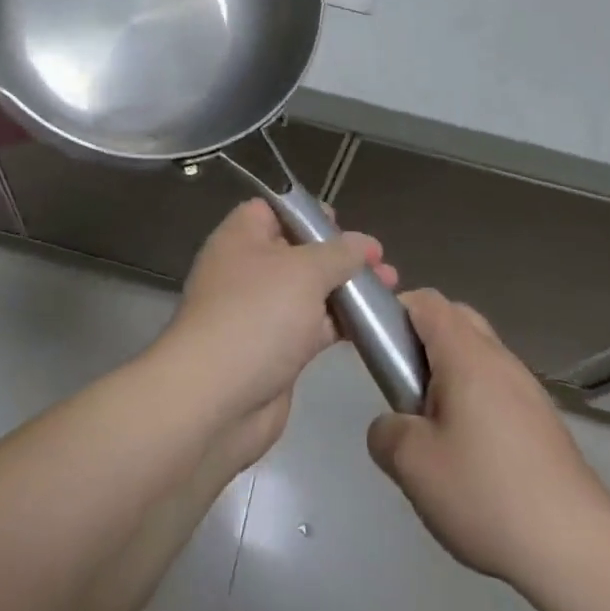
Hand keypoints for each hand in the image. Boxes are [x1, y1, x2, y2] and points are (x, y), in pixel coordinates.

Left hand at [155, 199, 395, 467]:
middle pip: (297, 251)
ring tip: (392, 286)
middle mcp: (247, 271)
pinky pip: (313, 327)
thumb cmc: (256, 315)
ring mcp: (261, 313)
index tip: (344, 222)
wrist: (217, 400)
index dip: (307, 212)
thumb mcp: (304, 271)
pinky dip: (342, 323)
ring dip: (347, 289)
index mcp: (241, 239)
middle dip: (339, 254)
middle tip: (381, 259)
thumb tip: (364, 243)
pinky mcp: (276, 351)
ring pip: (310, 291)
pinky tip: (376, 322)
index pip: (272, 210)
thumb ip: (339, 253)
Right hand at [367, 289, 609, 585]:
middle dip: (421, 342)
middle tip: (403, 388)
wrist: (579, 551)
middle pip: (456, 321)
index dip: (394, 311)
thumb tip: (393, 425)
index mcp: (467, 355)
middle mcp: (501, 360)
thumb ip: (385, 432)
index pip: (427, 301)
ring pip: (478, 358)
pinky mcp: (545, 423)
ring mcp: (529, 391)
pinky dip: (475, 403)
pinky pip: (498, 390)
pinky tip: (471, 458)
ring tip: (434, 431)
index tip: (378, 350)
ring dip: (449, 376)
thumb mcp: (412, 465)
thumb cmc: (487, 494)